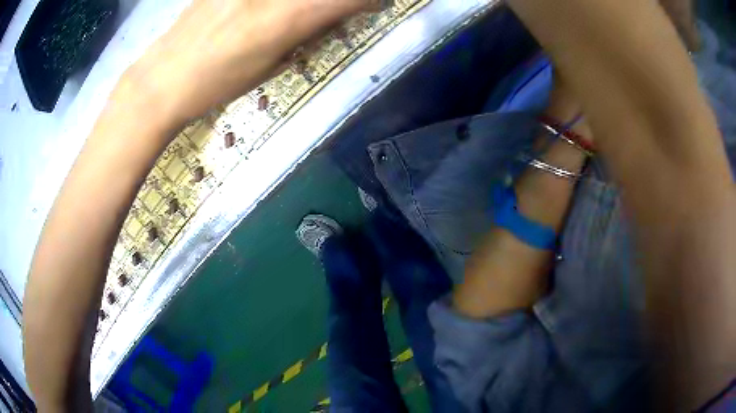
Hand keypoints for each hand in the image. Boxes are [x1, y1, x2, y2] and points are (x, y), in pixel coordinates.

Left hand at [119, 0, 380, 126]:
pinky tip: (265, 14)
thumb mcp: (269, 65)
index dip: (366, 0)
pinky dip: (279, 4)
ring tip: (294, 16)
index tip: (375, 4)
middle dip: (341, 0)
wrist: (161, 80)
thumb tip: (331, 13)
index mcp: (283, 19)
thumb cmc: (215, 85)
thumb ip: (304, 31)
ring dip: (307, 4)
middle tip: (346, 7)